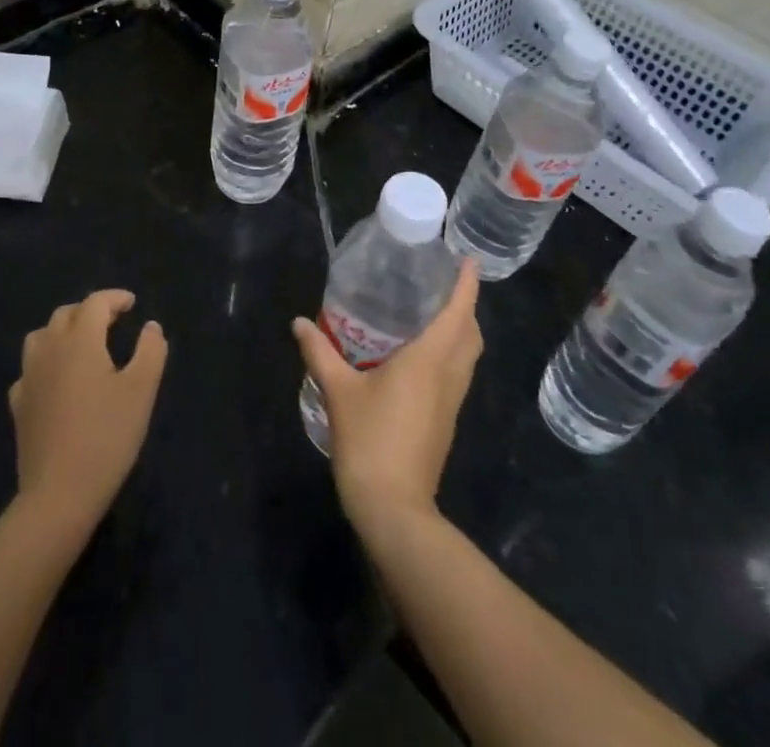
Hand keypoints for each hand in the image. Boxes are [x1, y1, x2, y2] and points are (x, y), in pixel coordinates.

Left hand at [10, 290, 166, 531]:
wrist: (59, 494)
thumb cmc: (107, 436)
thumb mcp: (142, 390)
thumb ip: (150, 350)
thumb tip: (151, 326)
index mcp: (80, 340)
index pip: (95, 303)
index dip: (115, 298)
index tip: (132, 304)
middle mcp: (50, 350)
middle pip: (65, 314)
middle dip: (90, 311)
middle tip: (113, 322)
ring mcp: (28, 378)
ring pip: (41, 336)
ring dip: (62, 331)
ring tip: (82, 344)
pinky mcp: (18, 406)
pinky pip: (30, 370)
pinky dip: (46, 363)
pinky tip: (57, 381)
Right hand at [291, 261, 481, 536]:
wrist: (394, 508)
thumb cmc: (369, 441)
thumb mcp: (338, 391)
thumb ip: (319, 353)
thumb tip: (298, 323)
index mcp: (429, 360)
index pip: (458, 313)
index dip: (466, 285)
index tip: (467, 260)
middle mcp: (448, 375)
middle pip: (471, 333)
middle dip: (465, 306)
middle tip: (441, 284)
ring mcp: (451, 401)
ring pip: (468, 355)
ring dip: (461, 330)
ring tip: (433, 312)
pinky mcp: (446, 420)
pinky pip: (458, 373)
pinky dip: (451, 353)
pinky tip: (422, 354)